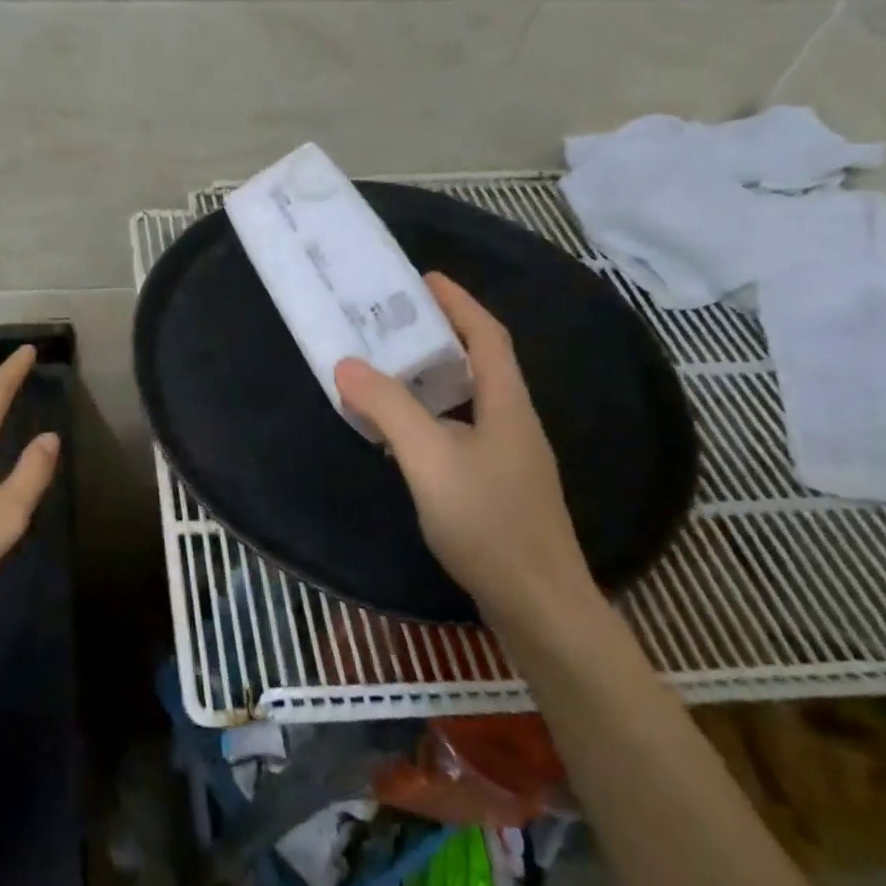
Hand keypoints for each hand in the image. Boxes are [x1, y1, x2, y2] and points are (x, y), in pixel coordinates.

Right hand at [334, 273, 590, 625]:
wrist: (539, 606)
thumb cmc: (488, 524)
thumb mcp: (429, 459)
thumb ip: (389, 409)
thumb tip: (346, 364)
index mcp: (506, 406)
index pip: (487, 337)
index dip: (459, 303)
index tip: (424, 278)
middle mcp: (513, 423)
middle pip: (481, 363)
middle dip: (442, 334)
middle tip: (394, 321)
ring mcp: (509, 457)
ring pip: (469, 399)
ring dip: (434, 376)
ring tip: (390, 366)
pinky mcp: (497, 486)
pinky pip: (461, 429)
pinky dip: (432, 414)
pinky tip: (404, 431)